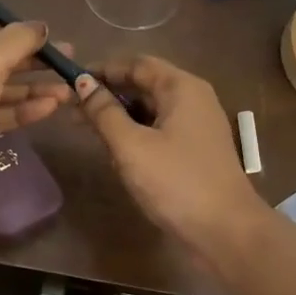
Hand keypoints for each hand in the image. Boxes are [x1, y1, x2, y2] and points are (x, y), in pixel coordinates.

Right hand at [74, 57, 268, 269]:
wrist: (226, 230)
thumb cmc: (176, 182)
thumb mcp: (131, 145)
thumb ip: (104, 112)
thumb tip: (82, 83)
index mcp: (181, 87)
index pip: (136, 64)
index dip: (102, 69)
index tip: (70, 81)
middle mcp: (193, 98)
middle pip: (144, 84)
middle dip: (107, 93)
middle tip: (71, 108)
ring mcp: (196, 125)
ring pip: (150, 109)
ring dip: (118, 115)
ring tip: (84, 128)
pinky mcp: (195, 150)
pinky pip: (159, 129)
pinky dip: (135, 132)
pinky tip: (113, 148)